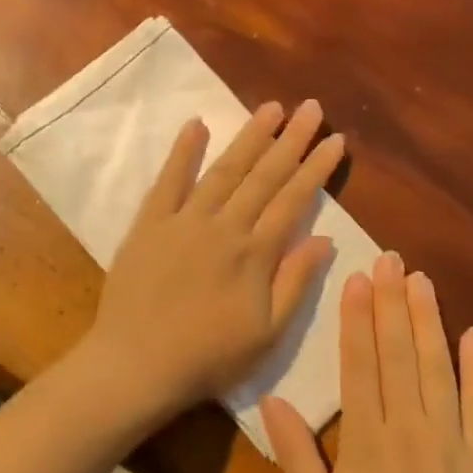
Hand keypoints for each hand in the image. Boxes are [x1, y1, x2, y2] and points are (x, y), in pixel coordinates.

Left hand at [79, 99, 344, 422]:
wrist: (137, 364)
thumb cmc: (209, 357)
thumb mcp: (267, 333)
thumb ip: (295, 282)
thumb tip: (325, 239)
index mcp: (255, 254)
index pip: (293, 200)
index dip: (316, 169)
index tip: (335, 140)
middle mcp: (224, 227)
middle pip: (264, 176)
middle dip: (291, 140)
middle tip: (311, 108)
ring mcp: (184, 221)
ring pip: (223, 170)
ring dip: (249, 137)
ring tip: (271, 108)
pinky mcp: (149, 224)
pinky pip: (168, 181)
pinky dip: (182, 152)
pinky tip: (196, 125)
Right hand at [264, 254, 472, 472]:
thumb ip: (296, 454)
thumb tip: (272, 399)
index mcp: (366, 440)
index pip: (360, 364)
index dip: (357, 318)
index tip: (357, 278)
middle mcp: (409, 428)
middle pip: (399, 353)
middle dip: (392, 303)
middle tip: (390, 258)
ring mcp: (452, 442)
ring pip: (438, 368)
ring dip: (429, 321)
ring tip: (422, 280)